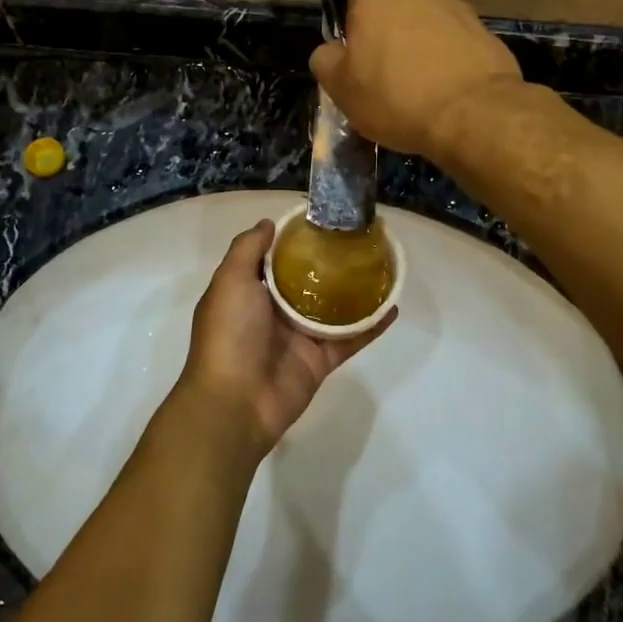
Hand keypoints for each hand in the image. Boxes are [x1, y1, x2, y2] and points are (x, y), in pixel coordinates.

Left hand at [172, 220, 392, 462]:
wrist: (236, 401)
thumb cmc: (229, 333)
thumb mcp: (230, 280)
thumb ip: (247, 249)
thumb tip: (269, 223)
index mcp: (249, 291)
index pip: (273, 259)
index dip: (294, 240)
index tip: (321, 220)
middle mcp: (273, 311)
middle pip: (306, 280)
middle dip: (328, 262)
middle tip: (359, 238)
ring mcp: (299, 336)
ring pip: (332, 307)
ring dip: (355, 290)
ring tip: (382, 266)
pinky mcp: (321, 359)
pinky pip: (351, 337)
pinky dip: (371, 324)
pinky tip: (393, 306)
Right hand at [310, 0, 523, 157]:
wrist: (472, 113)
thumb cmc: (395, 99)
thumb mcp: (343, 91)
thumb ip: (328, 63)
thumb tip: (330, 50)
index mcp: (373, 4)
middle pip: (399, 3)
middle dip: (394, 24)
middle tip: (392, 62)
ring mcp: (455, 9)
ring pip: (431, 20)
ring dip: (425, 39)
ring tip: (425, 77)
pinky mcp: (484, 31)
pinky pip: (458, 40)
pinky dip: (452, 55)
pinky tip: (450, 84)